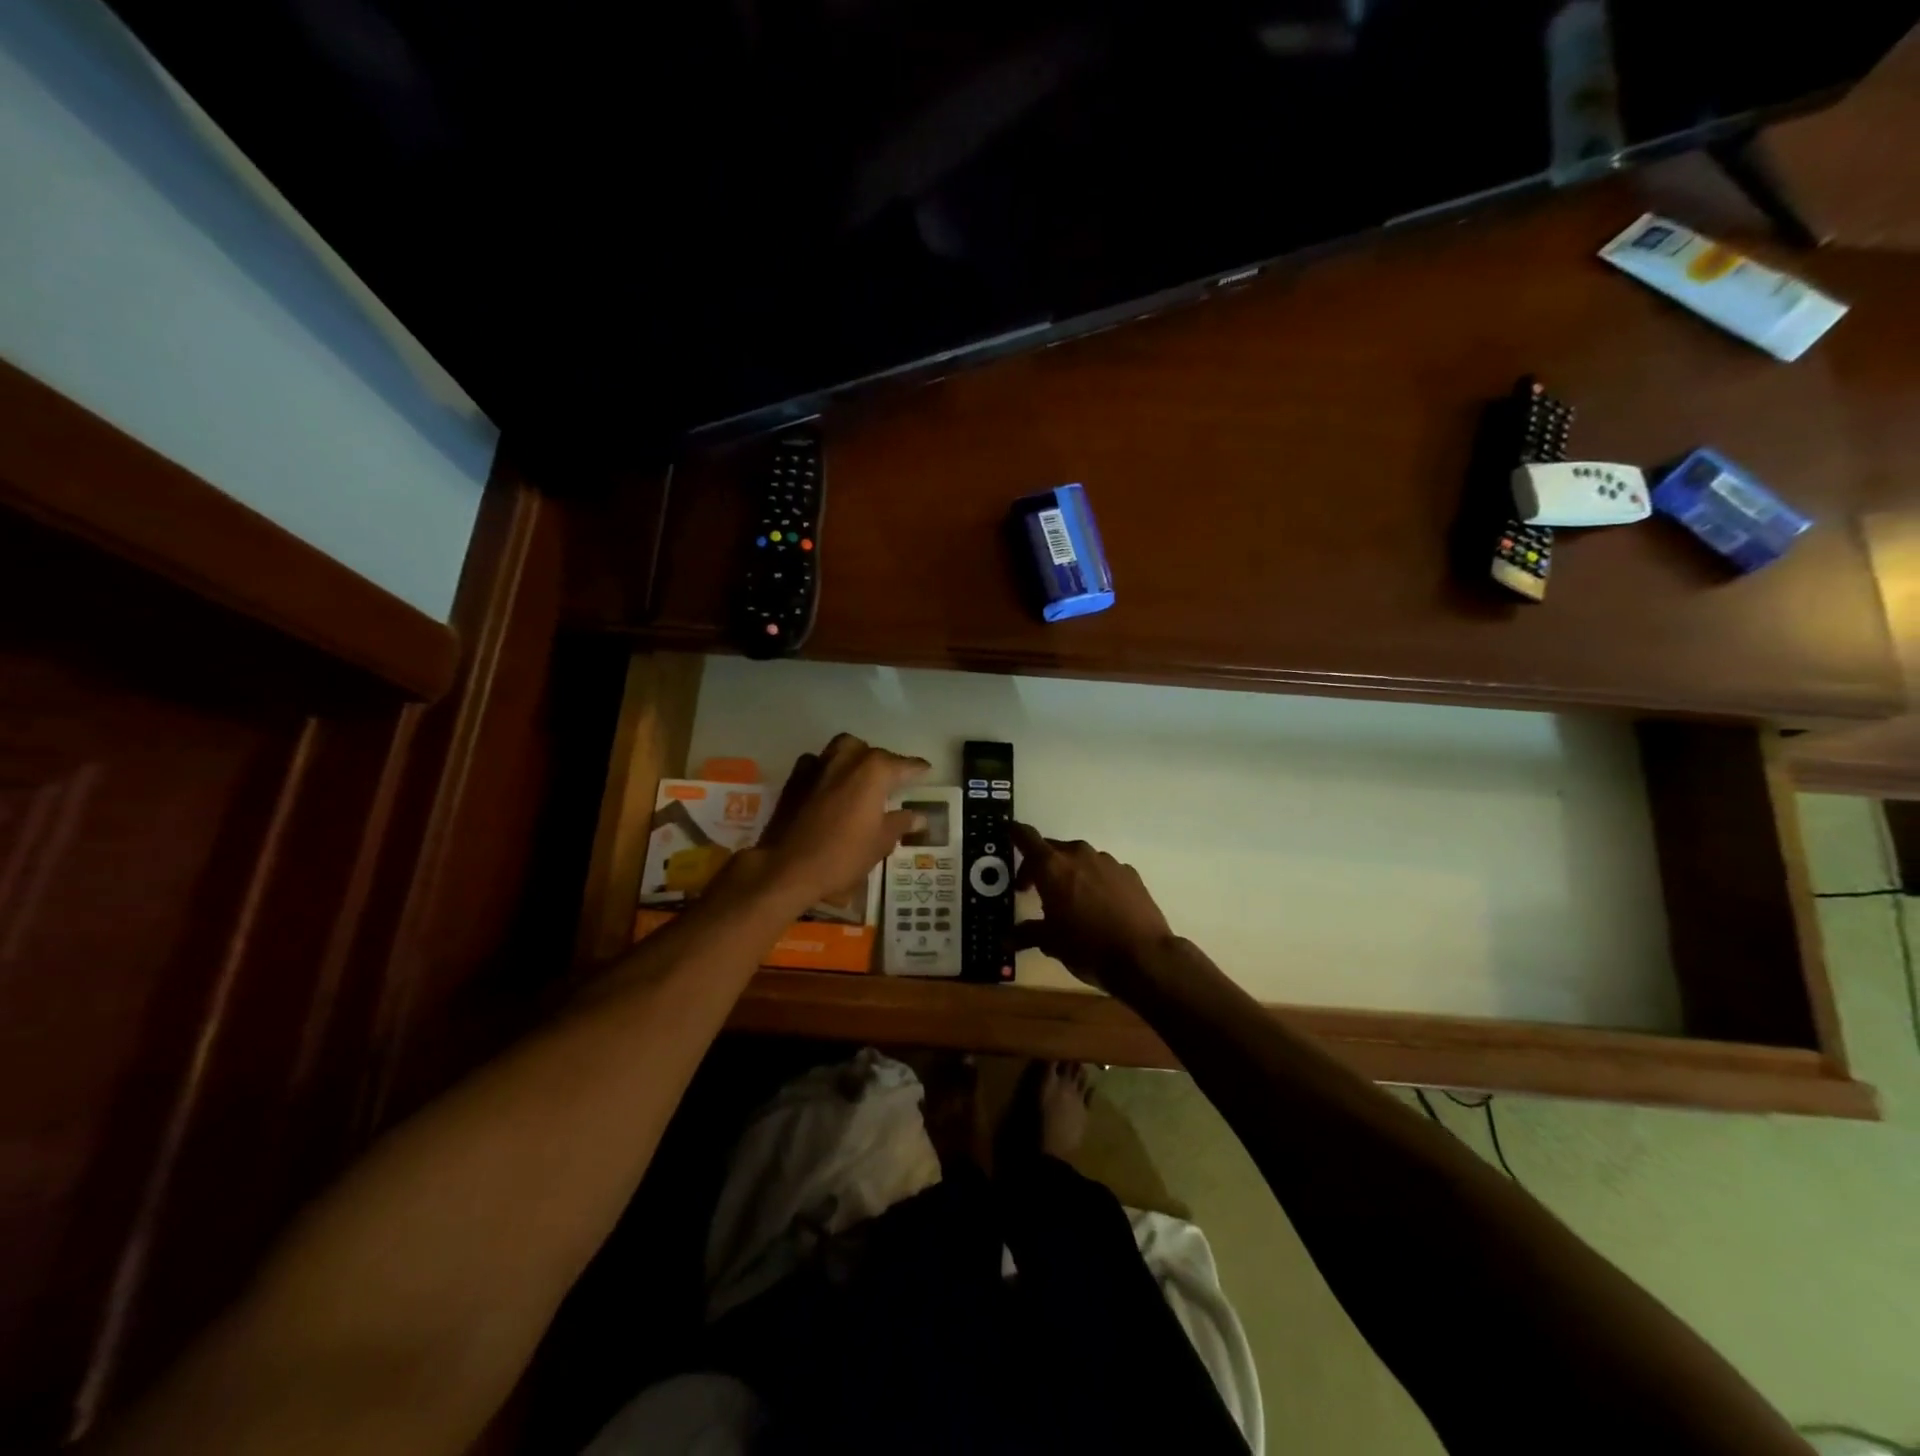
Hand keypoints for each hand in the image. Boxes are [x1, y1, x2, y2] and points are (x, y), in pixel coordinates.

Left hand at [737, 734, 928, 911]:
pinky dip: (827, 768)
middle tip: (891, 782)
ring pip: (843, 748)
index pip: (904, 764)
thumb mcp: (880, 843)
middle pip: (872, 752)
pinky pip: (817, 762)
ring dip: (855, 758)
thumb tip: (919, 816)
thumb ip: (900, 823)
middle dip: (884, 763)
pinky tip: (829, 785)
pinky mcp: (795, 777)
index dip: (918, 769)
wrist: (787, 867)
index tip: (927, 770)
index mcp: (875, 771)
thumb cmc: (842, 856)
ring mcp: (819, 764)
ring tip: (861, 778)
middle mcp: (848, 758)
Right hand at [1009, 822, 1174, 992]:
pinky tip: (1099, 906)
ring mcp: (1107, 861)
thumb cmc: (1087, 946)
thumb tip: (1006, 940)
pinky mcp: (1129, 873)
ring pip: (1079, 859)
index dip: (1015, 835)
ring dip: (1070, 873)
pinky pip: (1103, 871)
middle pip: (1052, 849)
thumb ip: (1026, 934)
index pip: (1026, 837)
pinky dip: (1095, 881)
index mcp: (1052, 866)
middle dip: (1040, 866)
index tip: (1009, 836)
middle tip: (1035, 889)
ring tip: (1070, 901)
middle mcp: (1078, 855)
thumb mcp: (1050, 942)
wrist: (1143, 956)